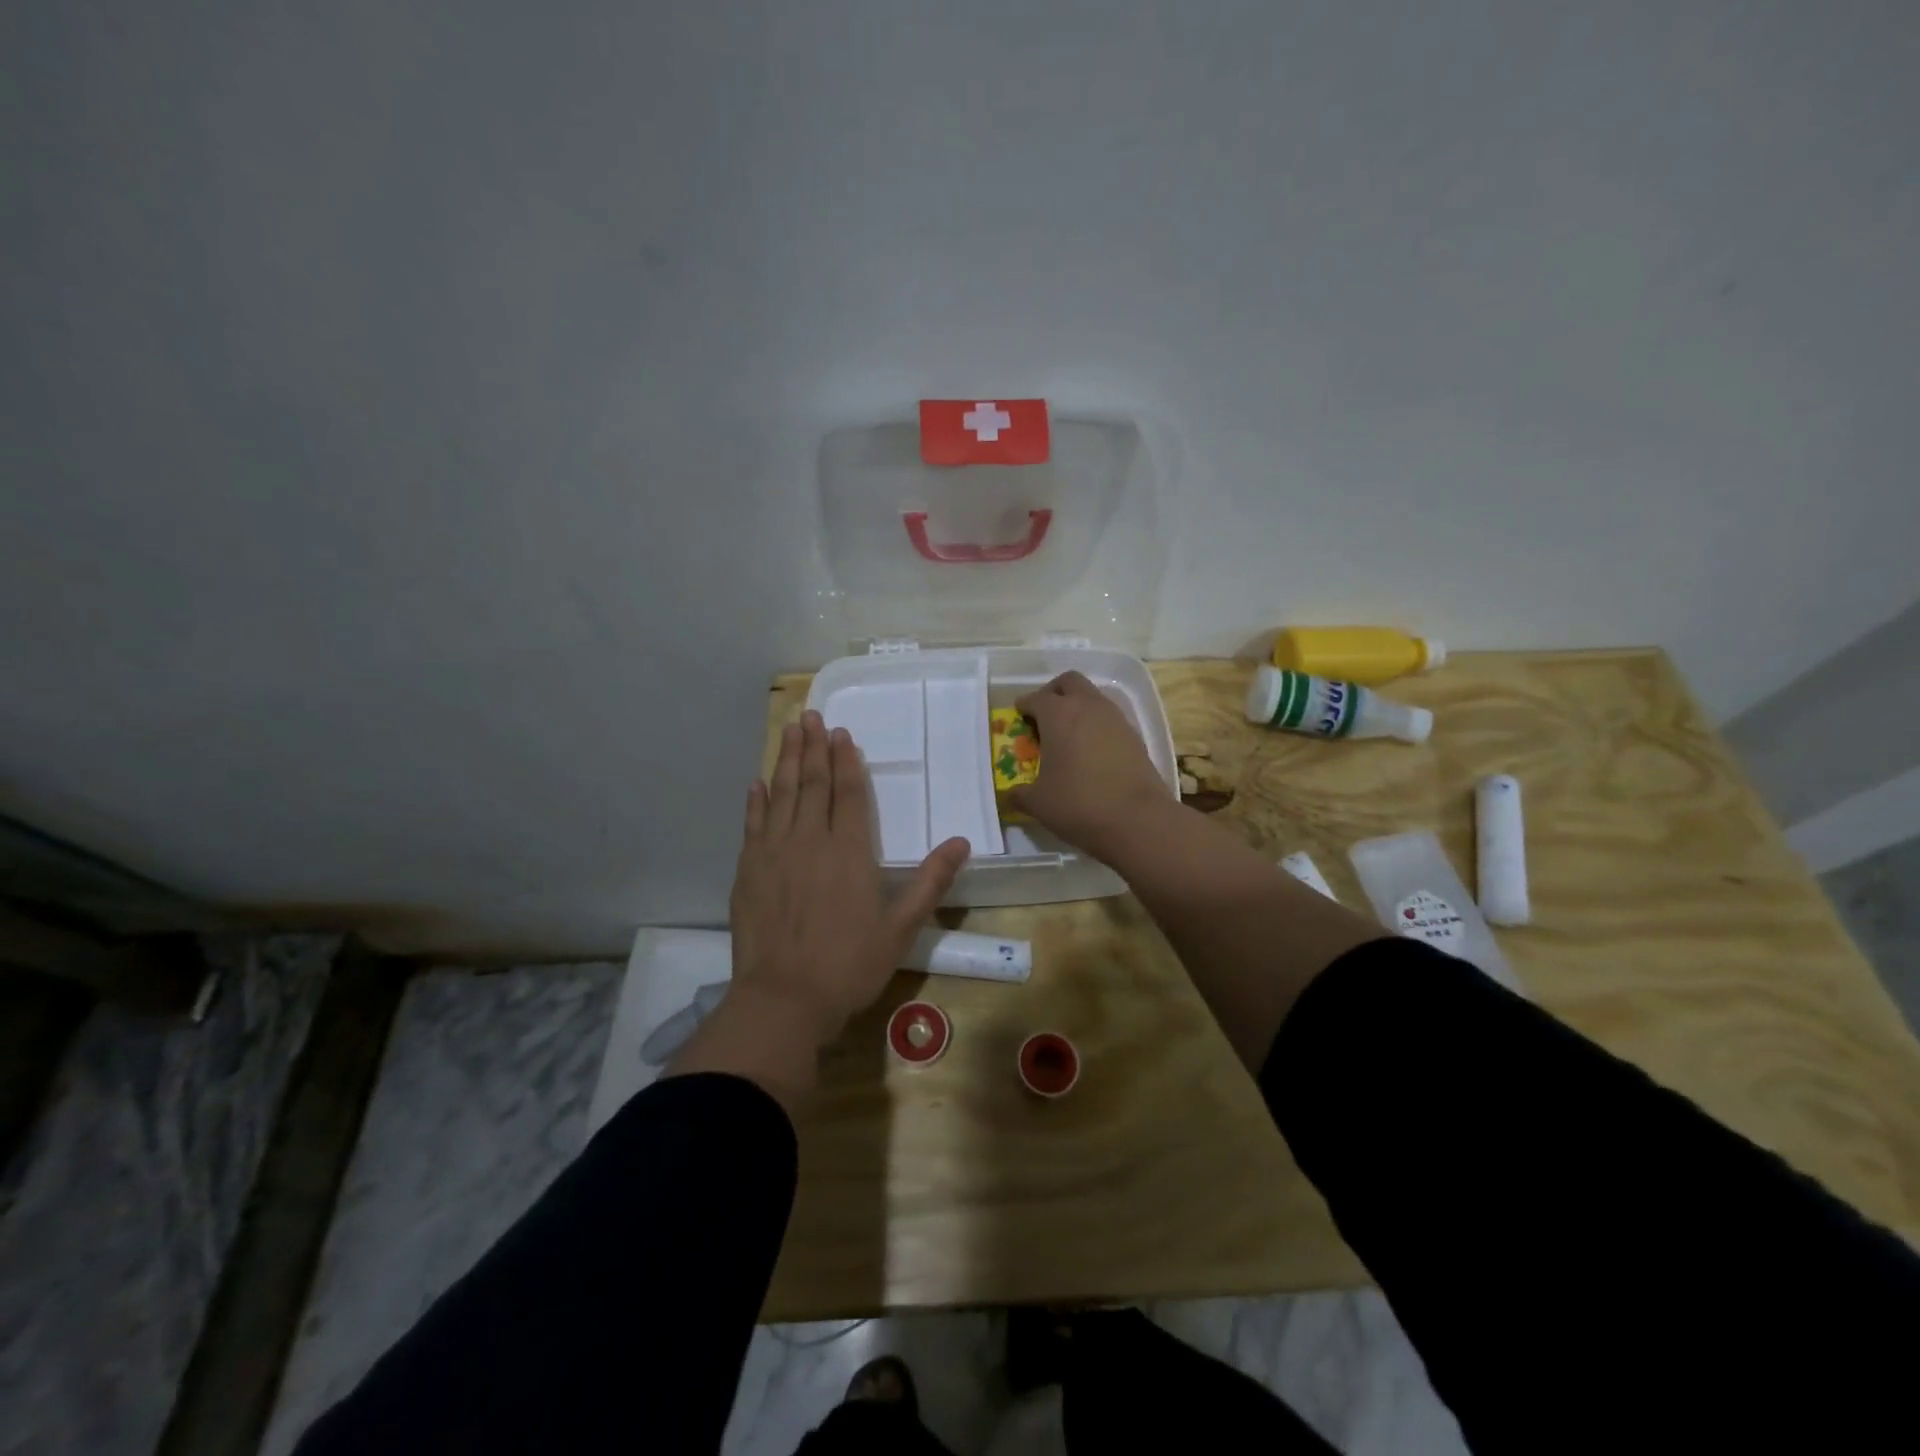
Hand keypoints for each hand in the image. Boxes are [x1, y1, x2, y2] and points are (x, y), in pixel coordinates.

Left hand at [729, 710, 969, 1043]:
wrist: (783, 998)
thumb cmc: (849, 965)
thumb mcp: (901, 928)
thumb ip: (930, 881)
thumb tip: (961, 841)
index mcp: (849, 851)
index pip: (848, 793)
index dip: (846, 762)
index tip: (843, 735)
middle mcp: (810, 840)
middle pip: (813, 784)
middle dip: (814, 747)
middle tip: (812, 716)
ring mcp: (774, 852)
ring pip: (782, 794)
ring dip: (787, 760)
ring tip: (790, 730)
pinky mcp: (748, 869)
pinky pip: (752, 824)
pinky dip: (756, 800)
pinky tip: (758, 783)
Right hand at [1008, 671, 1171, 857]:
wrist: (1138, 820)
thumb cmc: (1078, 804)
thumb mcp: (1038, 803)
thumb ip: (1019, 794)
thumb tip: (1009, 795)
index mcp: (1058, 714)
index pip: (1036, 698)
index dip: (1024, 706)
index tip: (1018, 717)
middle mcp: (1088, 707)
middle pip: (1069, 682)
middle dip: (1053, 693)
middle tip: (1043, 716)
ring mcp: (1116, 719)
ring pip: (1093, 697)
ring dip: (1078, 708)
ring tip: (1067, 736)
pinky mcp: (1135, 736)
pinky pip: (1109, 719)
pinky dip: (1096, 726)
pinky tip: (1090, 752)